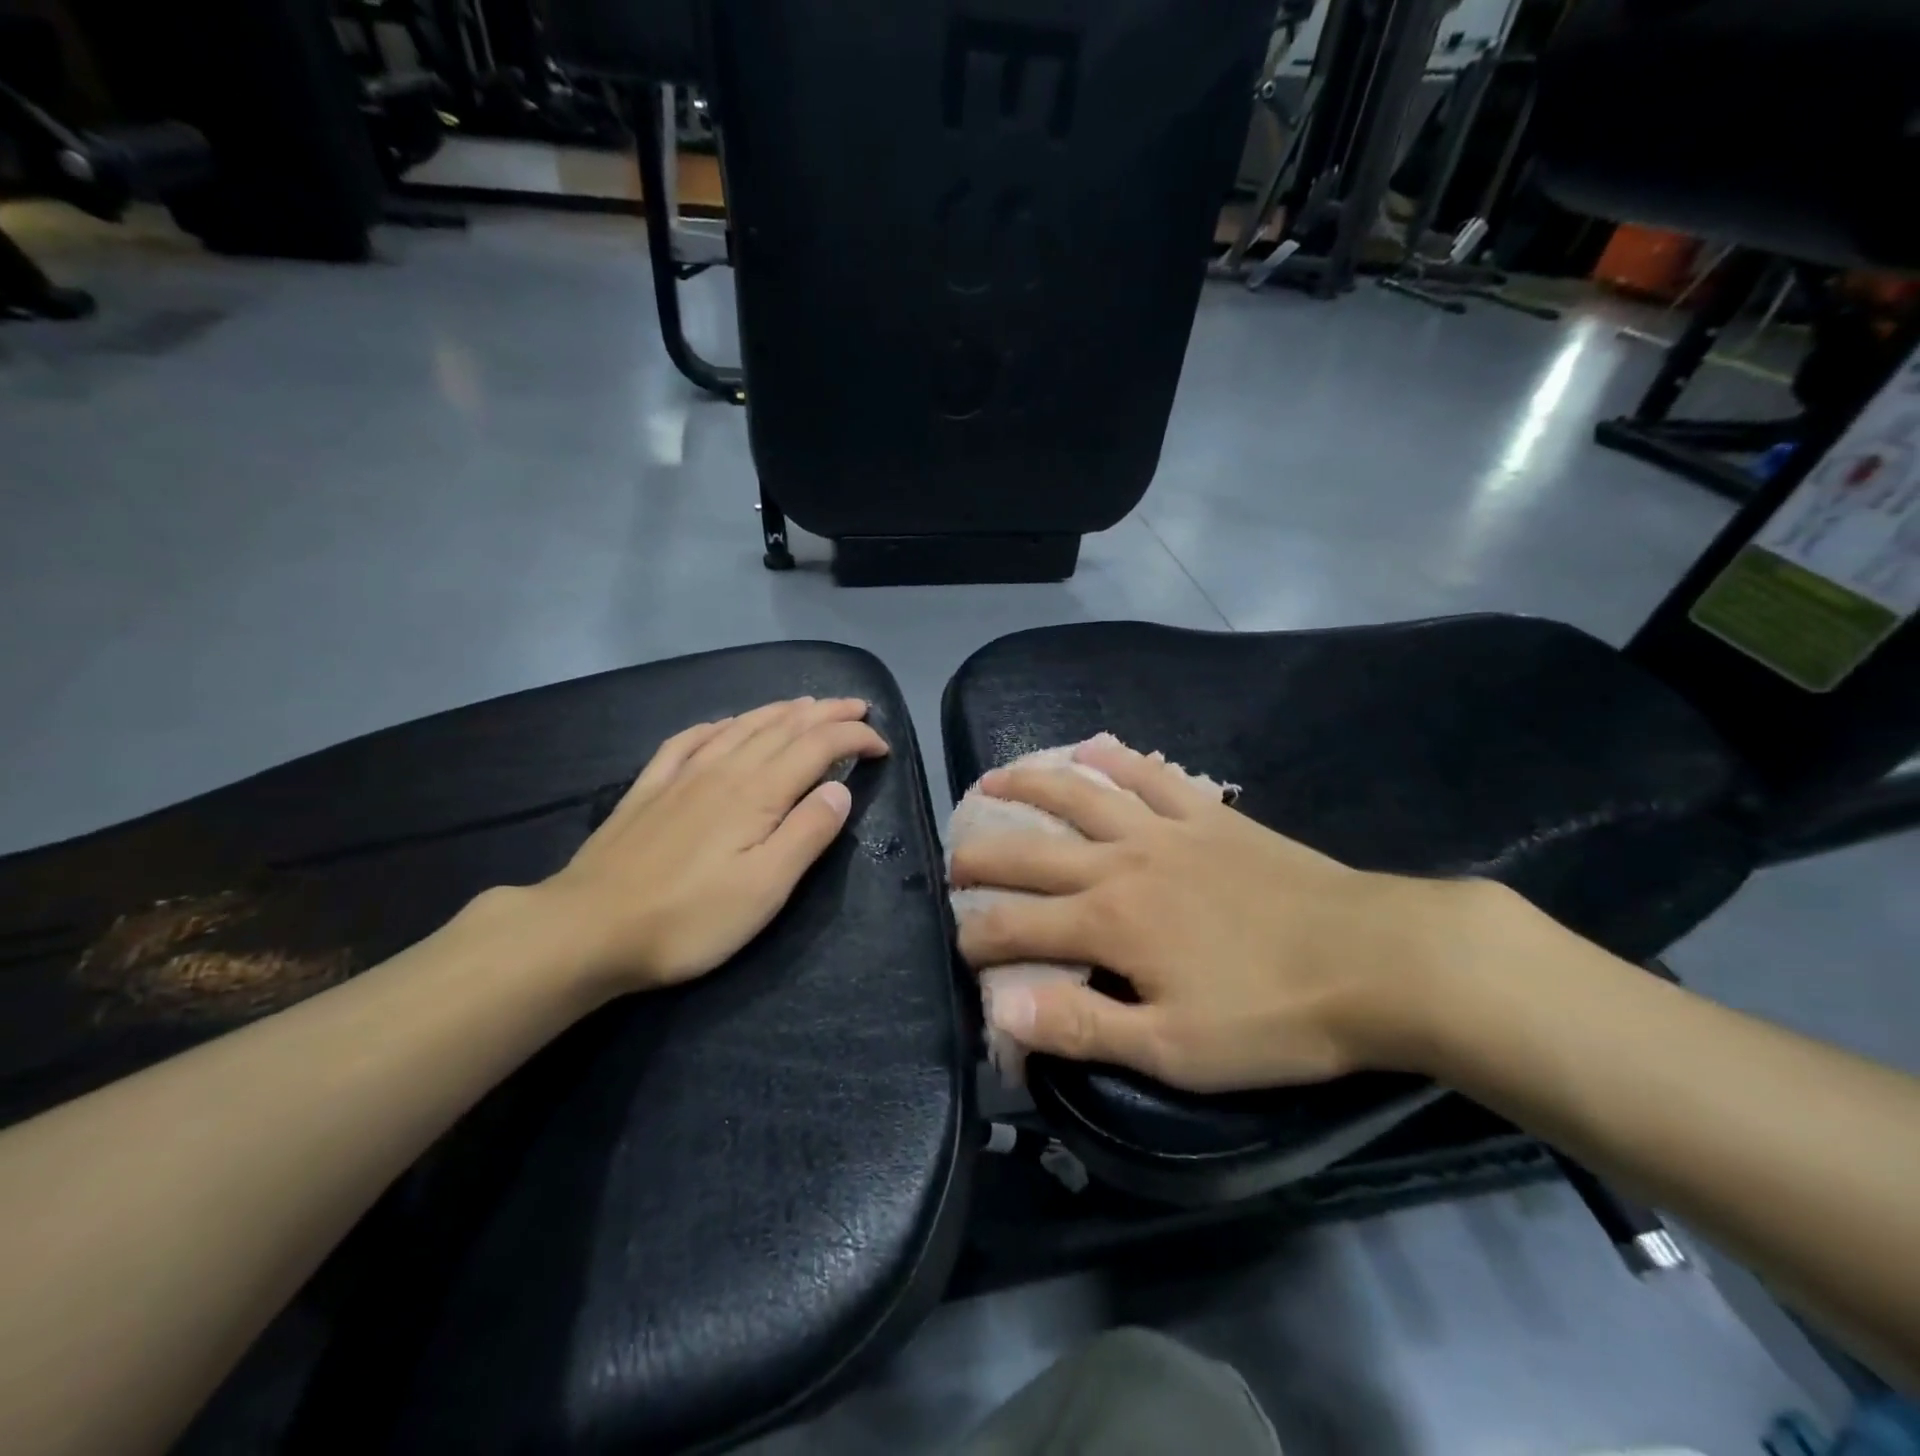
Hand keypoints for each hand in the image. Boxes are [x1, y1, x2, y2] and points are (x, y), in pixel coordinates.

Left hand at [531, 697, 887, 993]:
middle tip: (857, 707)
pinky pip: (689, 740)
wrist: (587, 928)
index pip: (818, 748)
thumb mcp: (765, 888)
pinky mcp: (649, 789)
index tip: (883, 745)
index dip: (855, 739)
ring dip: (780, 711)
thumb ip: (808, 833)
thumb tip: (841, 788)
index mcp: (758, 793)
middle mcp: (724, 770)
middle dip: (826, 713)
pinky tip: (722, 724)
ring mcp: (682, 776)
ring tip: (806, 704)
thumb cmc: (688, 918)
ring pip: (741, 726)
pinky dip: (717, 724)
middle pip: (783, 727)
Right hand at [950, 738, 1502, 1092]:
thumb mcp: (1173, 1048)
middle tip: (954, 861)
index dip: (977, 938)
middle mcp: (1121, 864)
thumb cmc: (1271, 1015)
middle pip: (1032, 852)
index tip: (960, 948)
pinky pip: (1151, 775)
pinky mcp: (1208, 815)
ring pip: (1080, 796)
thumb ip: (1081, 1026)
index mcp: (1107, 923)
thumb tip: (1001, 1012)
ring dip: (1030, 784)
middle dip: (982, 857)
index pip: (1016, 927)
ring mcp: (1165, 830)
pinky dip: (1116, 759)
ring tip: (994, 778)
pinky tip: (1092, 746)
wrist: (1374, 959)